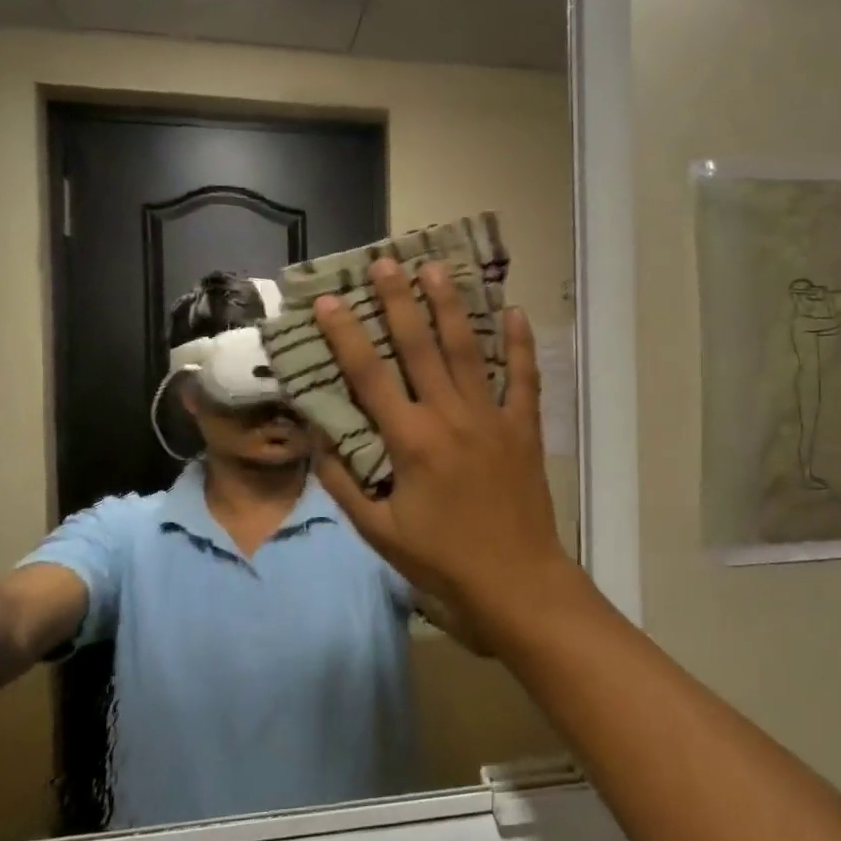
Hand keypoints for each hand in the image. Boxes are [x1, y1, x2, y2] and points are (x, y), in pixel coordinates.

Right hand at [311, 258, 572, 625]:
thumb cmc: (441, 558)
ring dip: (451, 307)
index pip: (369, 377)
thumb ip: (344, 481)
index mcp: (410, 441)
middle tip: (386, 261)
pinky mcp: (523, 428)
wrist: (515, 580)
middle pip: (420, 348)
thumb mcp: (378, 531)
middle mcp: (450, 417)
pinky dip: (520, 344)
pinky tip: (514, 311)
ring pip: (468, 351)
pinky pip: (524, 378)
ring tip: (438, 268)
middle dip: (400, 301)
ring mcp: (492, 418)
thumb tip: (317, 435)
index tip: (330, 301)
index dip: (347, 336)